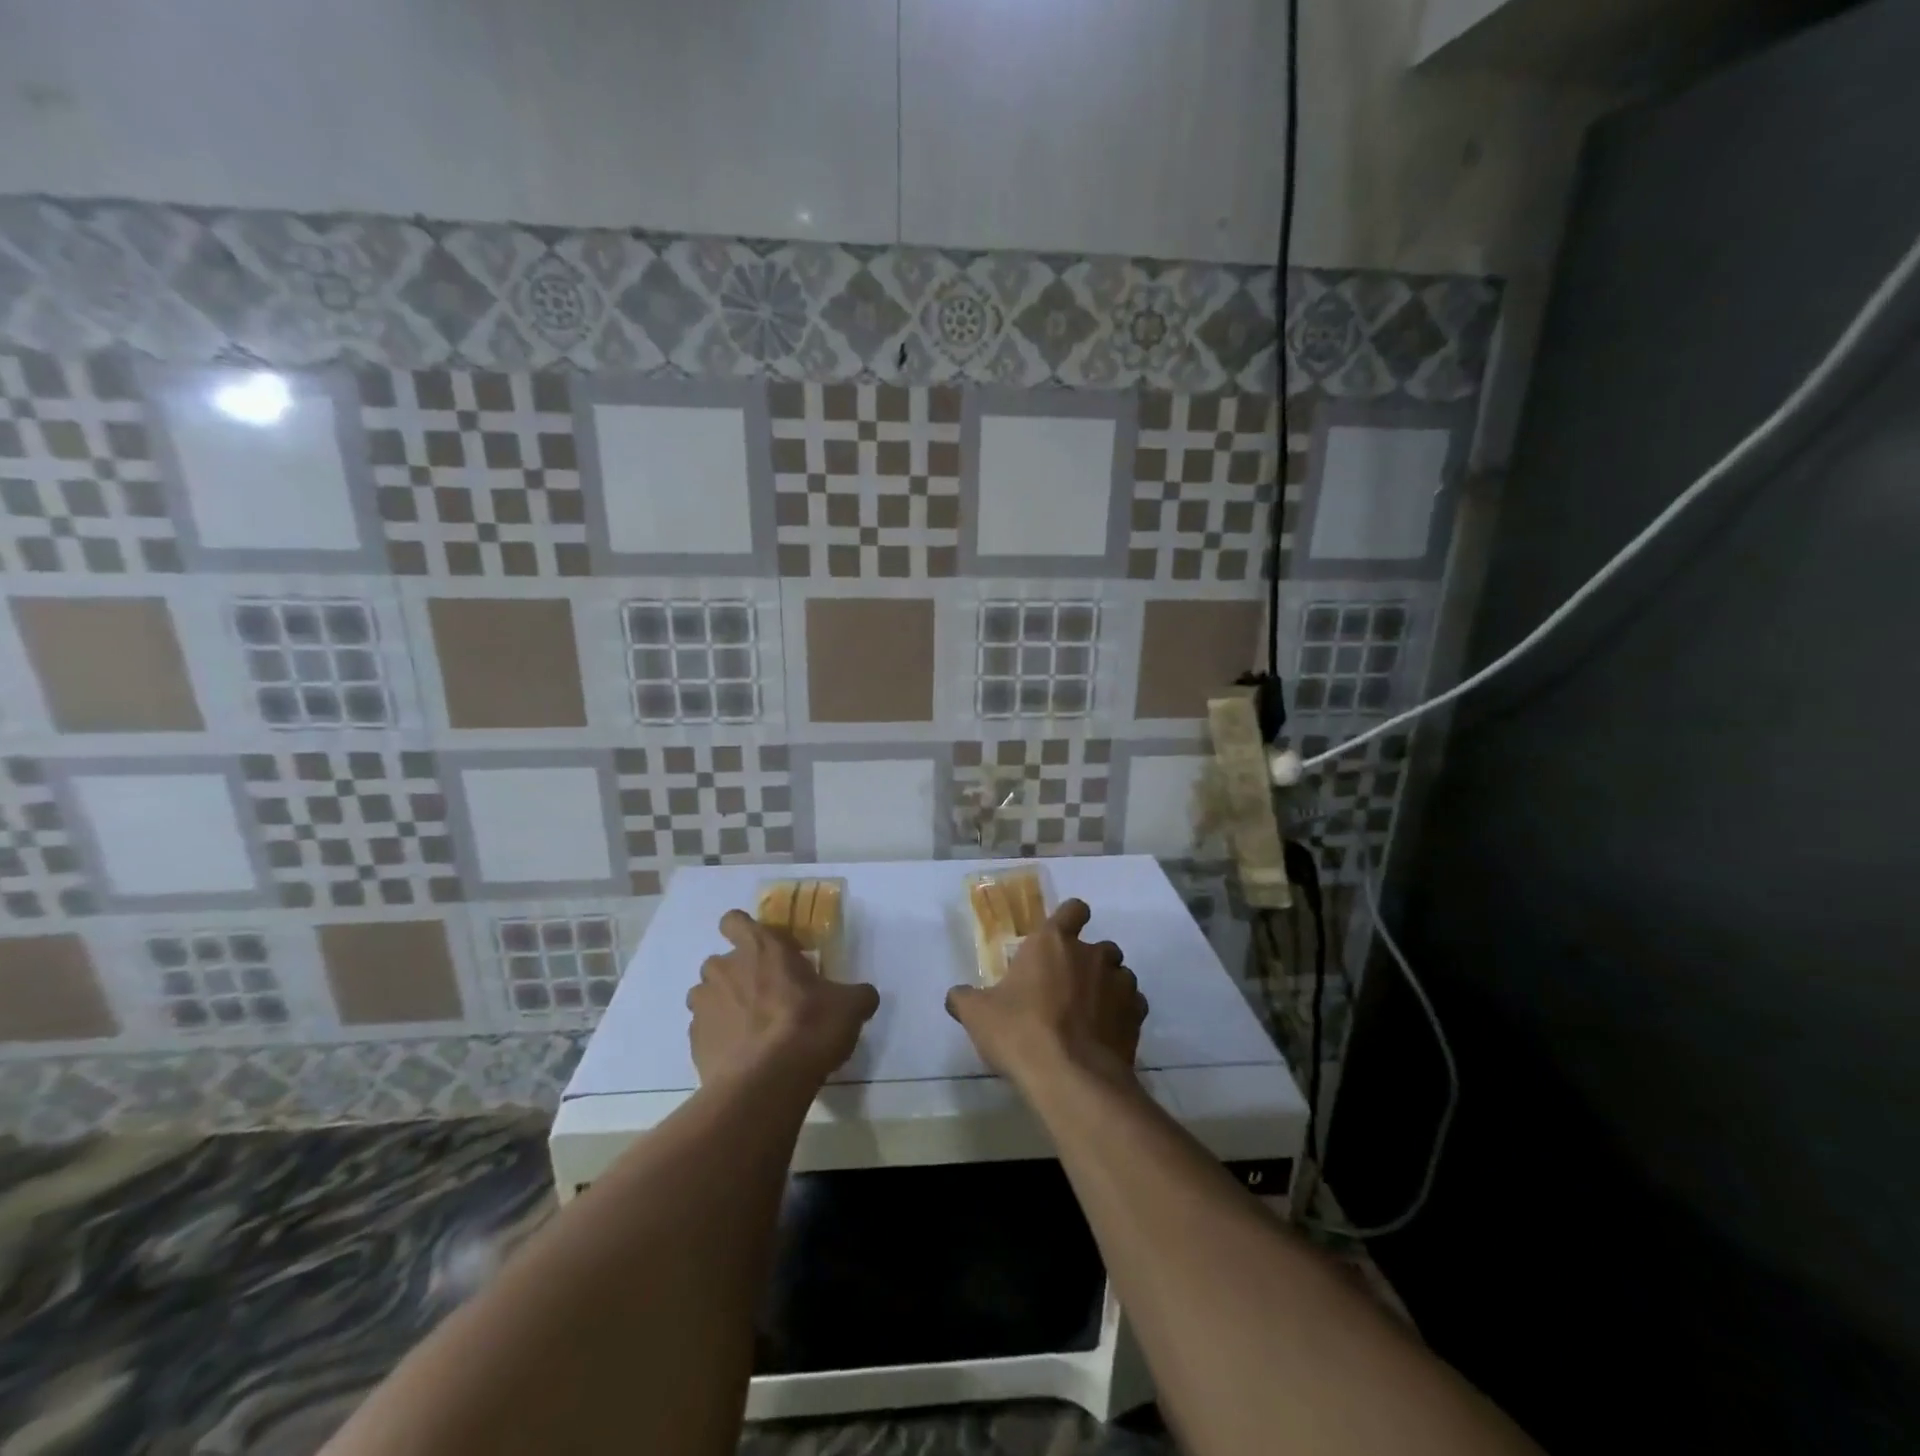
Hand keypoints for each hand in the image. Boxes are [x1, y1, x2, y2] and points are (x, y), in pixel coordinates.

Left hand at [688, 910, 879, 1086]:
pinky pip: (704, 1032)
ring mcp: (704, 1006)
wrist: (766, 1082)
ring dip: (724, 1006)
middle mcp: (725, 969)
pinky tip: (743, 1057)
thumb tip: (864, 996)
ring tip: (751, 1030)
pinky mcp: (694, 1042)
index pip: (734, 921)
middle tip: (767, 996)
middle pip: (720, 962)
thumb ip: (856, 994)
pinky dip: (719, 1039)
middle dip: (737, 974)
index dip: (743, 930)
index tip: (762, 948)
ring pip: (706, 996)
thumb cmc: (810, 1026)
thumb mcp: (850, 1006)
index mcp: (761, 947)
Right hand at [945, 898, 1145, 1089]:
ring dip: (1109, 987)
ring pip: (1120, 975)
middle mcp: (1092, 954)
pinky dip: (1124, 1015)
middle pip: (1101, 946)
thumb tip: (955, 995)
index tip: (1063, 934)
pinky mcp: (1137, 1016)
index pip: (1073, 910)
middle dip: (1090, 961)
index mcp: (1053, 942)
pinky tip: (1107, 1035)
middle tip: (1069, 987)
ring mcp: (1119, 984)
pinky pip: (1134, 1005)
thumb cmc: (1020, 1032)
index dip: (1071, 918)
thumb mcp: (977, 1015)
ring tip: (1091, 1014)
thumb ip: (964, 999)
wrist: (1071, 1077)